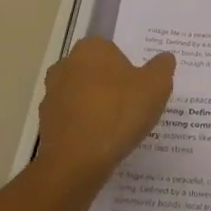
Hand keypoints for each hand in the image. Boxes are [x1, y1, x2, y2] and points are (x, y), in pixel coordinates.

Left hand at [32, 37, 174, 185]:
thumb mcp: (156, 87)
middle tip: (132, 106)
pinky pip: (72, 119)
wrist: (76, 161)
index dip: (128, 68)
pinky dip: (84, 127)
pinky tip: (100, 143)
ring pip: (82, 96)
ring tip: (118, 129)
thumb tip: (165, 58)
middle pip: (95, 72)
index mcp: (91, 48)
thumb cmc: (119, 113)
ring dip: (96, 106)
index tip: (141, 87)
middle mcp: (66, 64)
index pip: (113, 50)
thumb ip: (162, 67)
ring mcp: (51, 94)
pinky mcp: (45, 123)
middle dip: (110, 85)